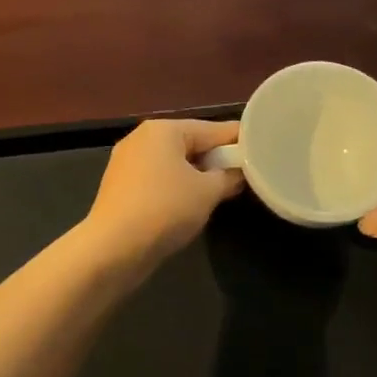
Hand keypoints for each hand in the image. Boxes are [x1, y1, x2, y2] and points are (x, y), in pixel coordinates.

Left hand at [84, 118, 244, 265]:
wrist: (113, 248)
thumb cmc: (165, 209)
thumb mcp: (207, 192)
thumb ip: (228, 176)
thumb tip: (238, 172)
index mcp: (163, 129)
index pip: (213, 129)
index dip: (240, 141)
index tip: (263, 149)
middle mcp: (142, 138)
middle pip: (191, 143)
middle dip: (216, 159)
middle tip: (245, 175)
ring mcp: (127, 161)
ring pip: (174, 162)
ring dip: (197, 175)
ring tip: (221, 191)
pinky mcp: (120, 186)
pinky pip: (158, 179)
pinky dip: (177, 186)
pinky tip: (191, 204)